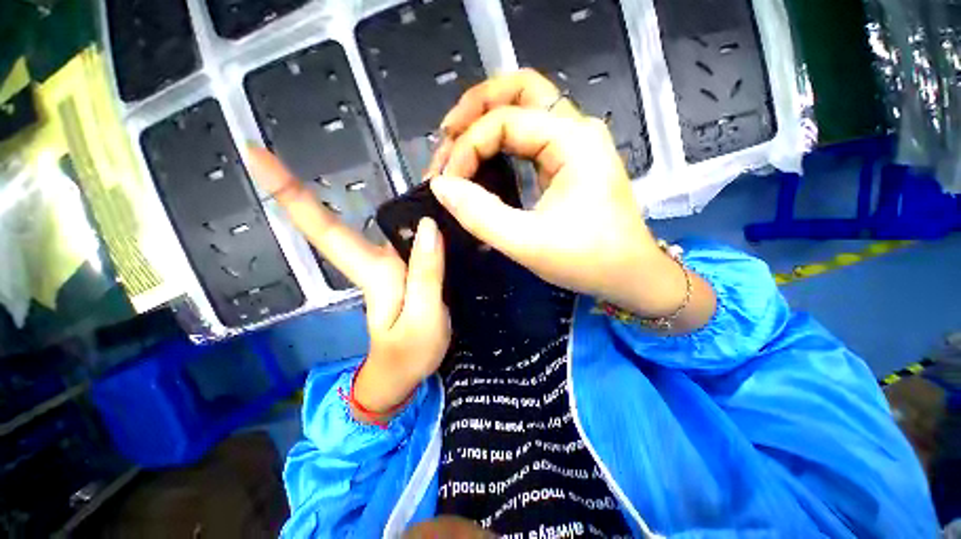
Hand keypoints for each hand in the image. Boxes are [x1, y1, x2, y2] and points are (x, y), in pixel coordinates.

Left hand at [247, 148, 449, 422]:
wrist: (407, 373)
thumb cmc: (409, 355)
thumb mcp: (423, 318)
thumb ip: (426, 274)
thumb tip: (427, 227)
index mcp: (371, 273)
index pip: (324, 230)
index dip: (289, 192)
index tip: (252, 153)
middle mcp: (376, 261)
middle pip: (356, 215)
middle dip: (345, 178)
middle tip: (380, 144)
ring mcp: (392, 265)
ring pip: (391, 221)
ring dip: (402, 192)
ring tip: (425, 164)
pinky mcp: (409, 268)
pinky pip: (413, 235)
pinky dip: (421, 214)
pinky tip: (436, 200)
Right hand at [426, 70, 715, 330]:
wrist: (629, 274)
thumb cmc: (587, 260)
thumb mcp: (528, 243)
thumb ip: (481, 215)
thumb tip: (441, 187)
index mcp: (573, 141)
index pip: (505, 121)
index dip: (467, 148)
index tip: (447, 182)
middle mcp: (576, 130)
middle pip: (520, 89)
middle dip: (476, 107)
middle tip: (445, 135)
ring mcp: (574, 144)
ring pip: (524, 107)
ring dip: (486, 119)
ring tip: (456, 144)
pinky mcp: (568, 162)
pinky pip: (529, 136)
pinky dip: (500, 140)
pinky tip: (483, 158)